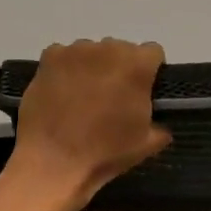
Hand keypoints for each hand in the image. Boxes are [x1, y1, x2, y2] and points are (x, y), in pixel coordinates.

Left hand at [5, 39, 170, 210]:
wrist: (53, 162)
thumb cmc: (105, 153)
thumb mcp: (146, 145)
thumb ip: (161, 126)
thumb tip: (160, 124)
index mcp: (137, 66)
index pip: (153, 53)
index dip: (149, 71)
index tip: (141, 90)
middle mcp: (109, 48)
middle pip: (121, 49)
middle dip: (119, 68)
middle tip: (110, 96)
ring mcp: (76, 50)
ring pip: (92, 51)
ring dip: (92, 67)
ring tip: (82, 96)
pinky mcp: (50, 57)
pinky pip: (64, 55)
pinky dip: (65, 69)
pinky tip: (60, 92)